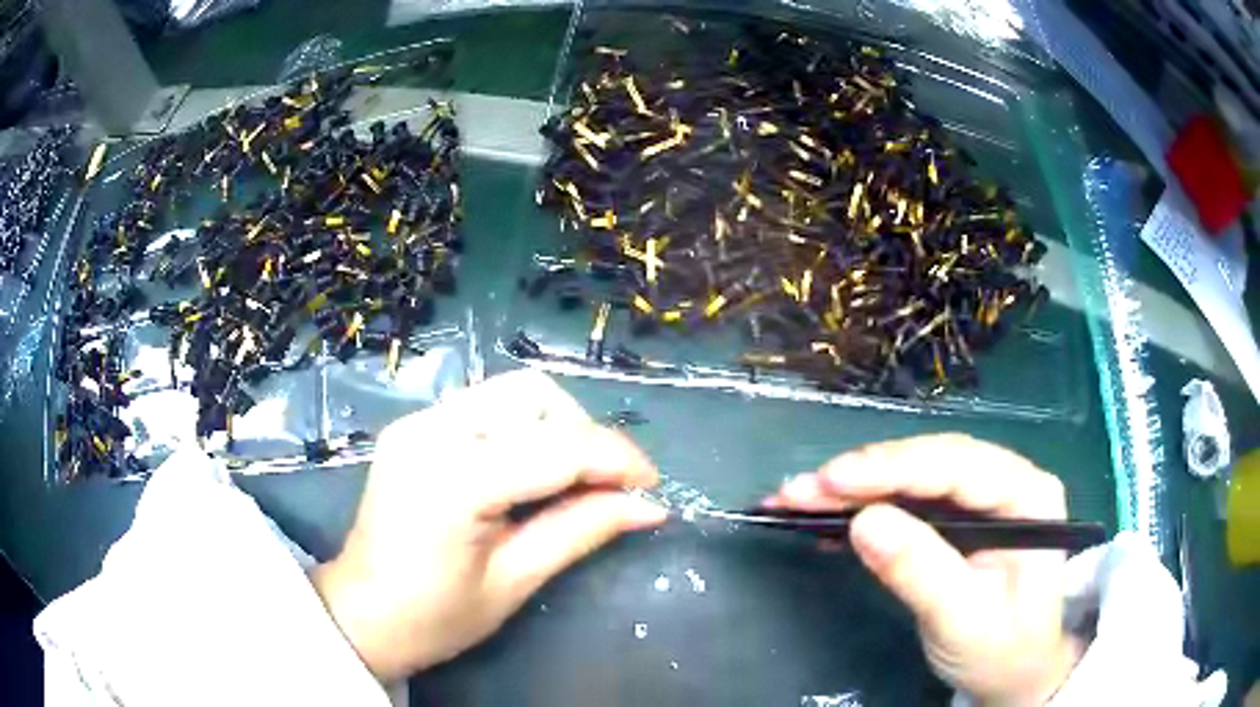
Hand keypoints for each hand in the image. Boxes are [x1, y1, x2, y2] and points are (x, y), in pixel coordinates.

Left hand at [312, 370, 667, 680]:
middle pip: (533, 395)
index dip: (615, 460)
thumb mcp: (514, 582)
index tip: (652, 486)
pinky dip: (525, 430)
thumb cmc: (434, 617)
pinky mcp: (414, 426)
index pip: (555, 446)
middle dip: (584, 434)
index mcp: (451, 480)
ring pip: (512, 393)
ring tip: (574, 480)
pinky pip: (487, 408)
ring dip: (557, 428)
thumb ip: (581, 531)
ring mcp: (417, 422)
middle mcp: (430, 431)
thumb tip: (648, 506)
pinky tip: (532, 472)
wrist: (361, 614)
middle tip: (606, 487)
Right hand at [768, 434, 1082, 706]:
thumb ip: (921, 572)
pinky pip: (905, 502)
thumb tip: (863, 523)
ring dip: (854, 487)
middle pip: (930, 462)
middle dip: (864, 475)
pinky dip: (862, 508)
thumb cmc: (1004, 650)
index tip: (834, 480)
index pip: (958, 465)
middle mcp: (1004, 483)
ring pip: (912, 477)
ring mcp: (979, 500)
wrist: (1015, 673)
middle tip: (800, 489)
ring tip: (798, 497)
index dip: (894, 467)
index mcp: (1028, 494)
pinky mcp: (954, 520)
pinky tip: (825, 515)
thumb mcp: (964, 621)